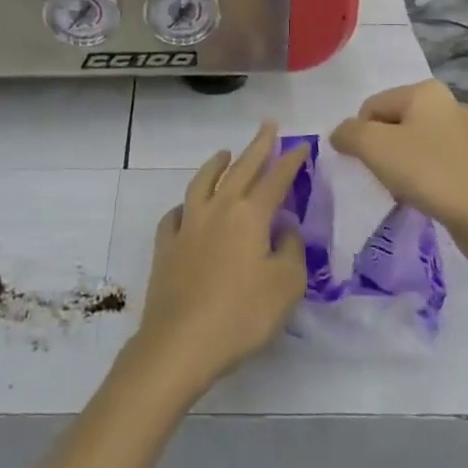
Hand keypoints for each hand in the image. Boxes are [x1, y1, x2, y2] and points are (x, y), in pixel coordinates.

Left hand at [130, 123, 307, 398]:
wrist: (181, 342)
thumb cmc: (242, 315)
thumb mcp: (286, 285)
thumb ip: (290, 250)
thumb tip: (283, 229)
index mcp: (250, 215)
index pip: (276, 178)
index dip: (290, 160)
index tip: (301, 144)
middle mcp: (218, 209)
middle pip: (241, 169)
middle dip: (257, 146)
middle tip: (267, 126)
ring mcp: (188, 225)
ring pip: (202, 182)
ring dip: (216, 165)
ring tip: (225, 153)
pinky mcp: (166, 246)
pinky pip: (175, 215)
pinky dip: (185, 206)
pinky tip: (186, 209)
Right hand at [330, 80, 467, 243]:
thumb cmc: (427, 172)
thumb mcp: (373, 147)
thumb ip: (348, 133)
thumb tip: (341, 135)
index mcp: (425, 91)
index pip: (371, 107)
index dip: (360, 136)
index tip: (367, 164)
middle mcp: (447, 103)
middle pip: (392, 124)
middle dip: (381, 151)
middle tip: (384, 177)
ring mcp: (465, 133)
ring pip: (412, 144)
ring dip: (400, 166)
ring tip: (404, 190)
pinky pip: (433, 162)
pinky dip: (422, 177)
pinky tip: (424, 196)